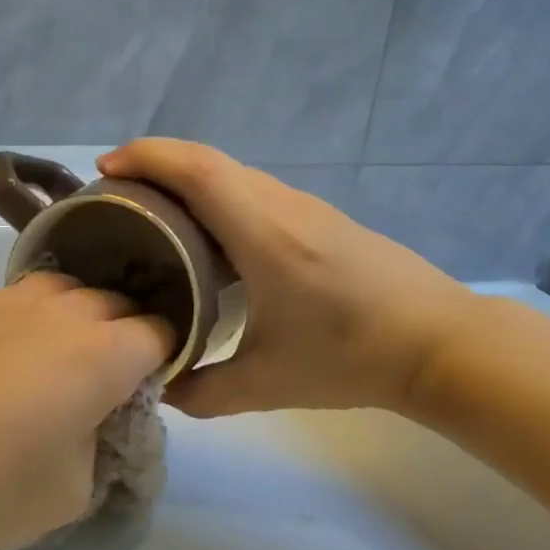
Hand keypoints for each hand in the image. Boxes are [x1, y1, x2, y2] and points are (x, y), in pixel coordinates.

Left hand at [0, 274, 172, 549]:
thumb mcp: (68, 494)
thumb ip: (98, 446)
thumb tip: (87, 419)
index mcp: (103, 352)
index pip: (160, 333)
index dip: (162, 358)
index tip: (144, 388)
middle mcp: (63, 309)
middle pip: (116, 303)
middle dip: (123, 334)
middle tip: (101, 381)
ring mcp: (9, 297)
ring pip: (66, 291)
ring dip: (74, 319)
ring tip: (51, 362)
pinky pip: (16, 300)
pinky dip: (26, 321)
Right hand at [97, 139, 474, 416]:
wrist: (444, 344)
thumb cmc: (352, 356)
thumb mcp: (268, 384)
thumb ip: (203, 392)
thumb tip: (159, 388)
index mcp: (261, 232)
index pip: (196, 169)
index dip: (146, 157)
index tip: (106, 170)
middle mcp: (279, 205)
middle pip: (207, 159)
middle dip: (155, 163)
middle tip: (116, 192)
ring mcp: (303, 207)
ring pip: (232, 172)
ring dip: (186, 177)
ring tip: (153, 210)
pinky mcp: (319, 218)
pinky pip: (252, 189)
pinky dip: (215, 194)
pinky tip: (207, 235)